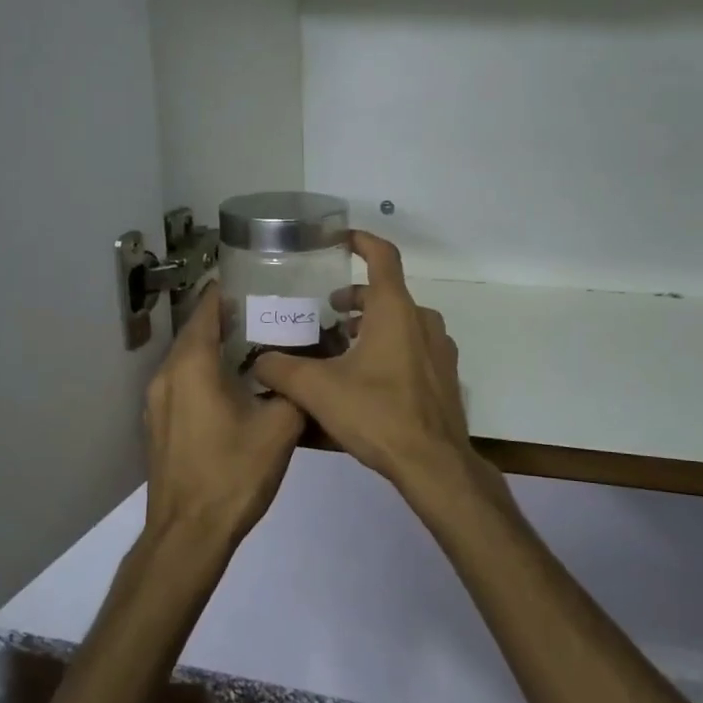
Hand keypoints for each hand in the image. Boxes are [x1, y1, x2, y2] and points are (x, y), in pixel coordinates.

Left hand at [144, 283, 303, 550]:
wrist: (189, 534)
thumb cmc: (233, 474)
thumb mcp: (280, 428)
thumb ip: (295, 389)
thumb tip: (307, 367)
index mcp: (192, 365)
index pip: (207, 308)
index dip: (231, 289)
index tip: (260, 279)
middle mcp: (167, 375)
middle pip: (197, 330)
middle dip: (230, 317)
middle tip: (271, 310)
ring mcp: (158, 401)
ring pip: (189, 358)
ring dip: (219, 346)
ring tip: (259, 343)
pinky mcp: (160, 424)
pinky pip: (184, 382)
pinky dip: (207, 372)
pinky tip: (238, 384)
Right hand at [252, 232, 483, 507]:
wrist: (433, 463)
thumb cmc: (377, 414)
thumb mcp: (318, 390)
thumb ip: (281, 370)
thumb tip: (258, 361)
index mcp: (395, 310)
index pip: (382, 255)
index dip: (360, 241)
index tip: (339, 240)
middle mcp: (422, 321)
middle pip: (387, 294)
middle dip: (355, 299)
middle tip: (327, 314)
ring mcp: (439, 349)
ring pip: (401, 322)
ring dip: (372, 326)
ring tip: (342, 348)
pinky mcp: (444, 375)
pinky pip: (414, 347)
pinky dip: (390, 348)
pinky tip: (368, 378)